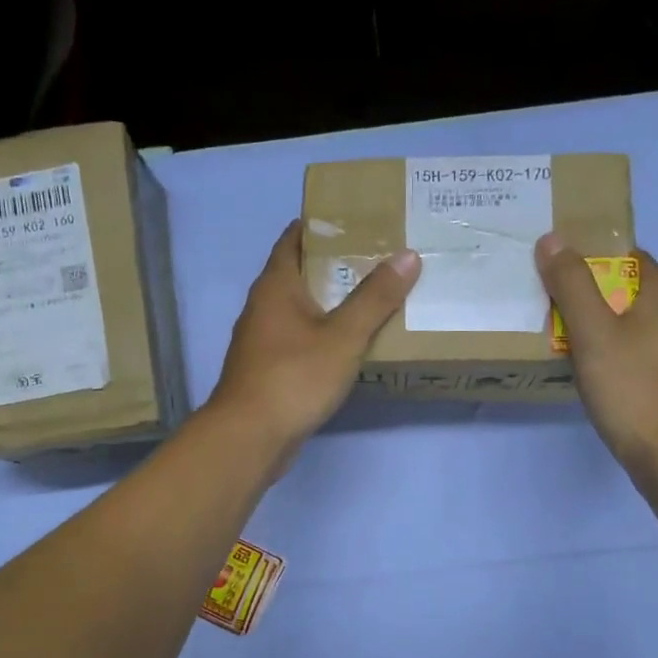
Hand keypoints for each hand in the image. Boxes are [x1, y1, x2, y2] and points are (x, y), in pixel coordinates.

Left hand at [211, 221, 420, 451]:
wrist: (250, 437)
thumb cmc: (294, 377)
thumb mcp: (343, 336)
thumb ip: (375, 298)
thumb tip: (407, 255)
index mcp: (275, 286)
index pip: (294, 238)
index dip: (322, 225)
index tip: (358, 219)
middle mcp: (263, 307)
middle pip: (299, 273)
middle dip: (335, 265)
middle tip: (379, 258)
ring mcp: (262, 341)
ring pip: (300, 310)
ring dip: (330, 303)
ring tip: (373, 298)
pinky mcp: (268, 371)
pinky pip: (299, 341)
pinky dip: (323, 335)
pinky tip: (350, 345)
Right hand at [536, 234, 657, 487]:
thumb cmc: (631, 389)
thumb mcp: (591, 334)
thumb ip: (571, 285)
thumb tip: (553, 239)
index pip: (628, 257)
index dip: (591, 263)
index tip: (559, 281)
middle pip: (635, 292)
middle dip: (598, 300)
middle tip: (559, 318)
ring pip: (645, 326)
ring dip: (614, 330)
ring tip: (578, 350)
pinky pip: (653, 354)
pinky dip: (630, 356)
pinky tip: (609, 378)